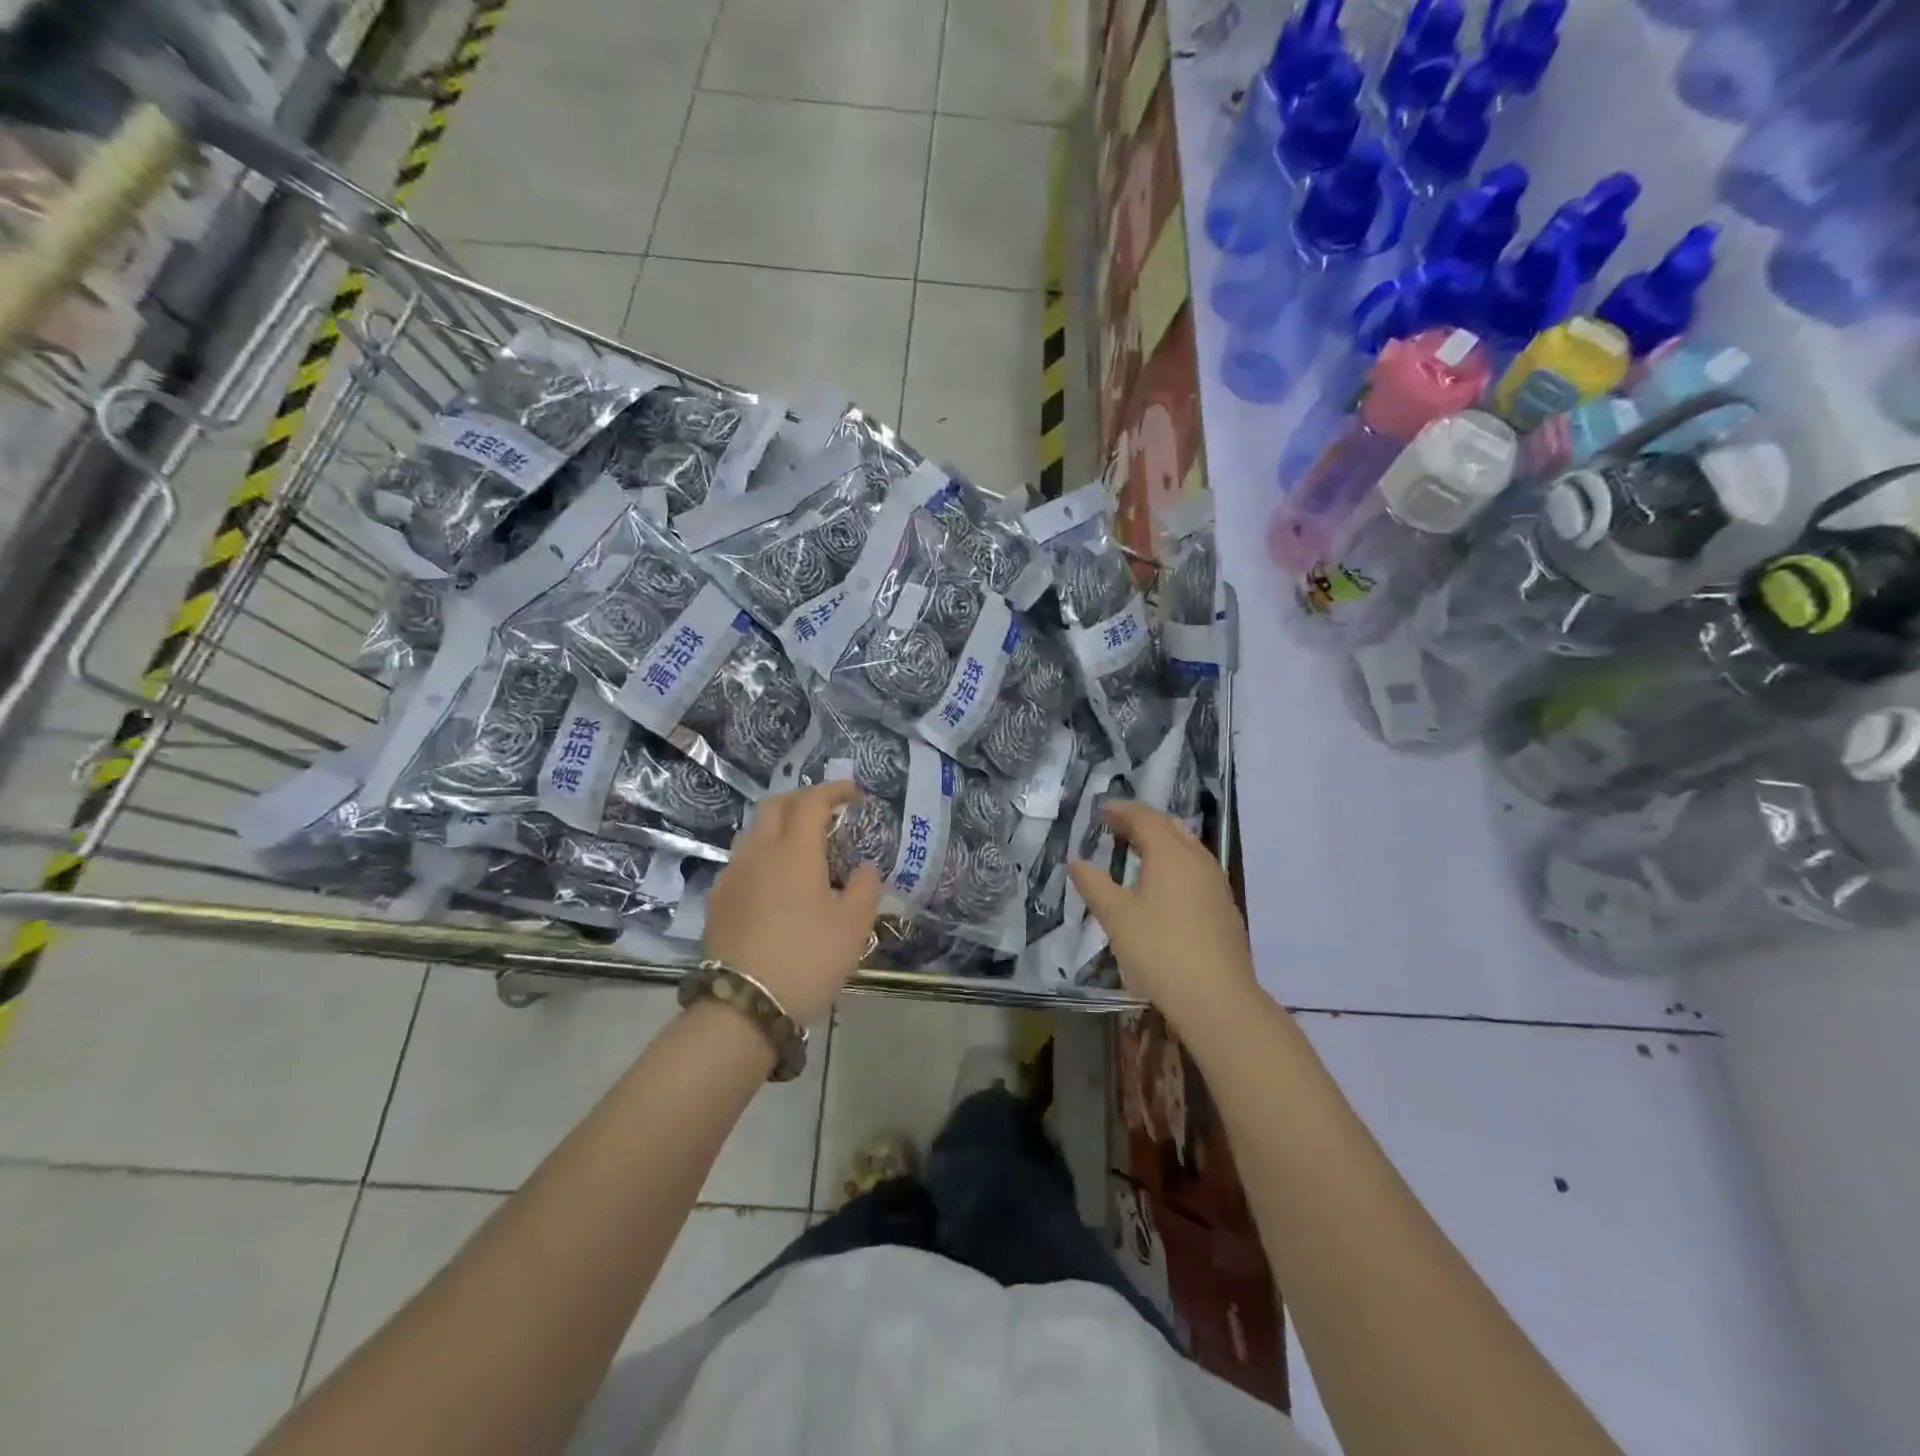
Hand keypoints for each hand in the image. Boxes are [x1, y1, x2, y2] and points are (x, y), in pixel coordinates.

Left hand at [703, 782, 882, 1024]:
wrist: (743, 1006)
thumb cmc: (807, 959)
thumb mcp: (853, 926)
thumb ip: (865, 888)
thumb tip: (866, 868)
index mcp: (794, 851)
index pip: (812, 802)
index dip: (833, 791)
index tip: (853, 793)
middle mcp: (758, 853)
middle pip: (775, 806)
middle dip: (802, 799)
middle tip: (826, 810)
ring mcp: (732, 876)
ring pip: (754, 832)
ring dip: (779, 825)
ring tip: (801, 844)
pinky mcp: (717, 901)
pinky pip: (742, 861)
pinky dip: (763, 854)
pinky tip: (775, 880)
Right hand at [1068, 801, 1260, 1037]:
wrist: (1218, 1000)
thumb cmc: (1160, 951)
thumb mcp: (1117, 918)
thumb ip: (1094, 885)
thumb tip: (1076, 861)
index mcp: (1171, 854)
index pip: (1145, 818)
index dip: (1122, 810)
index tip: (1101, 810)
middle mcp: (1198, 860)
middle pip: (1170, 828)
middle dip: (1142, 823)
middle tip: (1116, 828)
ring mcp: (1216, 884)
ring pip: (1187, 849)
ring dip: (1160, 843)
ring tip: (1136, 853)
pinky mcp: (1225, 908)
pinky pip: (1196, 870)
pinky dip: (1174, 865)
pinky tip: (1163, 887)